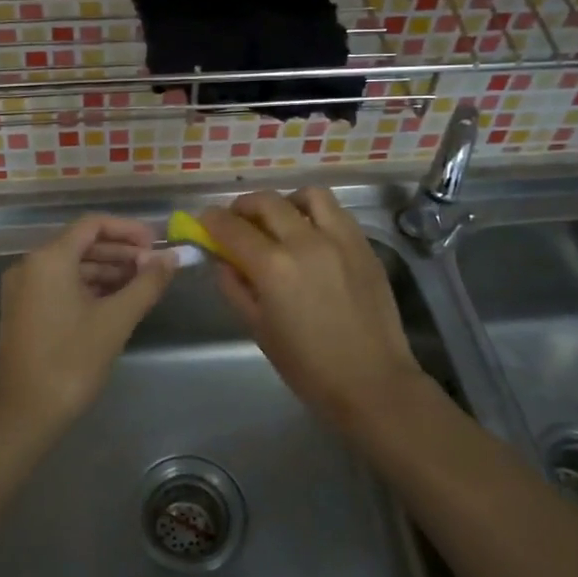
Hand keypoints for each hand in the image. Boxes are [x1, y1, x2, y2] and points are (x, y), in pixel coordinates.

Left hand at [0, 214, 176, 439]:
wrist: (25, 414)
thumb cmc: (72, 361)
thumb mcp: (116, 320)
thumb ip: (147, 283)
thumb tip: (172, 257)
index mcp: (49, 259)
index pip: (93, 225)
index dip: (128, 229)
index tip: (156, 244)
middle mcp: (30, 265)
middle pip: (81, 243)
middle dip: (120, 251)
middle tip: (154, 267)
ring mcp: (23, 288)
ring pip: (71, 265)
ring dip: (107, 270)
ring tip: (141, 284)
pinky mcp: (23, 310)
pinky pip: (60, 284)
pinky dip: (89, 286)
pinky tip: (115, 300)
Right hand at [200, 189, 430, 431]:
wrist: (372, 382)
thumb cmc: (308, 366)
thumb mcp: (258, 329)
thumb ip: (235, 288)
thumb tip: (221, 260)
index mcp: (274, 267)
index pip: (232, 228)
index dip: (212, 220)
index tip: (205, 220)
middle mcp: (306, 241)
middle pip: (267, 202)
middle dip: (243, 206)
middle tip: (236, 220)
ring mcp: (340, 239)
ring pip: (308, 195)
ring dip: (285, 201)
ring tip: (280, 219)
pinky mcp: (364, 245)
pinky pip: (336, 212)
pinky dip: (316, 213)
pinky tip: (311, 234)